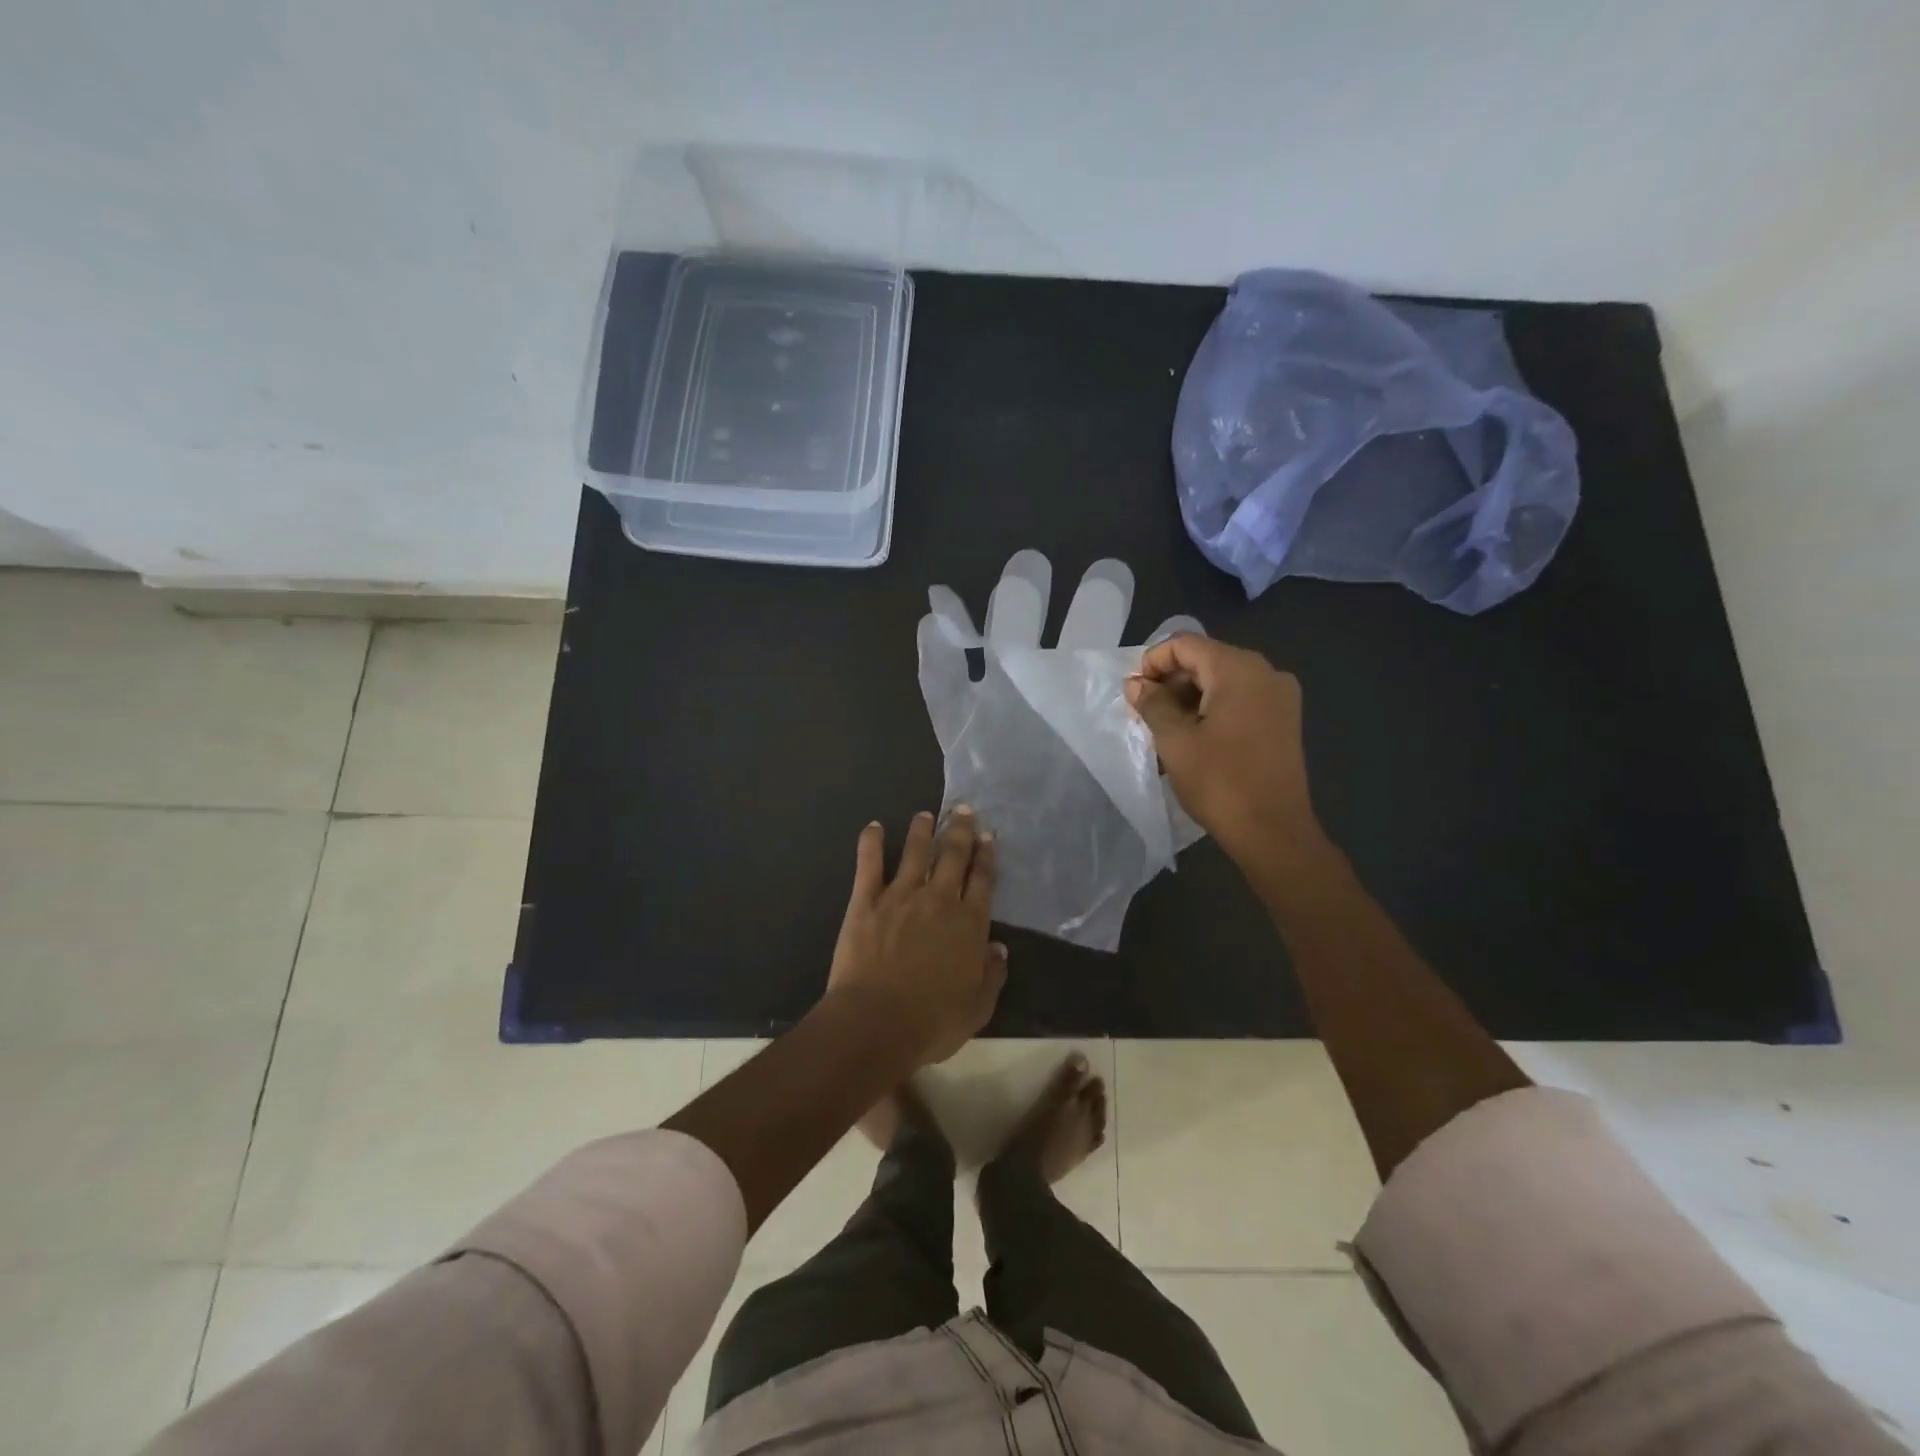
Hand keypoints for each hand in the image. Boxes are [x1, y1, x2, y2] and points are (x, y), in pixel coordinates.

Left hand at [828, 809, 1007, 1065]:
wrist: (875, 1022)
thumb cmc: (931, 1022)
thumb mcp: (977, 1008)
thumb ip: (992, 975)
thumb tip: (999, 948)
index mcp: (968, 924)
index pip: (982, 880)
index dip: (986, 856)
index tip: (988, 835)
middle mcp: (938, 900)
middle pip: (953, 856)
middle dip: (960, 830)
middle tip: (963, 809)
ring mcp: (900, 896)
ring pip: (915, 852)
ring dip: (922, 830)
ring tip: (926, 814)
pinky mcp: (866, 901)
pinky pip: (869, 864)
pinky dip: (872, 843)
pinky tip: (874, 826)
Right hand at [1125, 636, 1324, 869]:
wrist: (1274, 832)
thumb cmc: (1220, 782)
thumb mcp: (1175, 741)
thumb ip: (1153, 704)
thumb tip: (1136, 684)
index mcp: (1239, 669)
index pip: (1186, 644)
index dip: (1153, 661)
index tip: (1134, 692)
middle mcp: (1266, 672)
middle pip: (1206, 658)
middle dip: (1171, 679)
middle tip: (1144, 711)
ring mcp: (1280, 696)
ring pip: (1223, 679)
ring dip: (1189, 695)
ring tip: (1165, 726)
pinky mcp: (1283, 720)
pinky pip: (1241, 698)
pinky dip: (1213, 707)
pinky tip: (1194, 734)